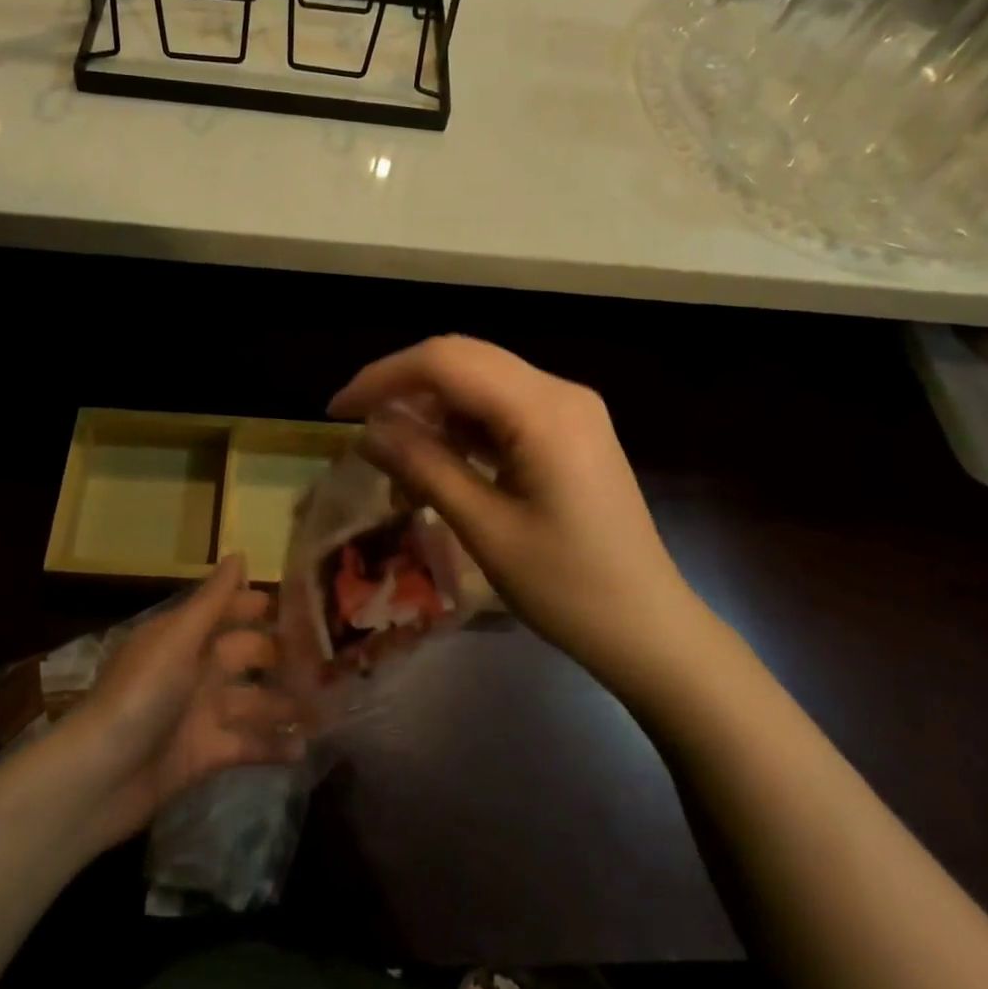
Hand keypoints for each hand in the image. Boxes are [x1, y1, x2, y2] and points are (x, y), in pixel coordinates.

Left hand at [65, 555, 305, 849]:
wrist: (98, 780)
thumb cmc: (140, 696)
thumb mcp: (177, 641)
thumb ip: (212, 601)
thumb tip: (240, 553)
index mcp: (181, 638)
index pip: (224, 612)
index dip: (256, 605)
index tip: (301, 603)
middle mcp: (192, 670)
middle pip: (244, 655)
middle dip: (280, 655)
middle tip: (327, 657)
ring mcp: (198, 714)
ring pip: (252, 701)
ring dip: (284, 705)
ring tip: (327, 709)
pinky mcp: (203, 755)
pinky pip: (246, 744)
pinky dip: (271, 746)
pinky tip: (302, 749)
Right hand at [329, 336, 691, 671]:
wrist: (650, 628)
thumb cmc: (569, 589)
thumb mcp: (485, 529)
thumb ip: (424, 467)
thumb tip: (367, 432)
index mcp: (544, 410)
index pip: (446, 362)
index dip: (383, 377)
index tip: (337, 411)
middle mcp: (559, 391)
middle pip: (464, 359)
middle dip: (403, 385)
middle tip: (357, 426)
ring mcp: (570, 408)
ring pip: (481, 380)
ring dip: (432, 407)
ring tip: (393, 453)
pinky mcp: (571, 430)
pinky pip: (503, 406)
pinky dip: (462, 424)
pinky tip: (438, 458)